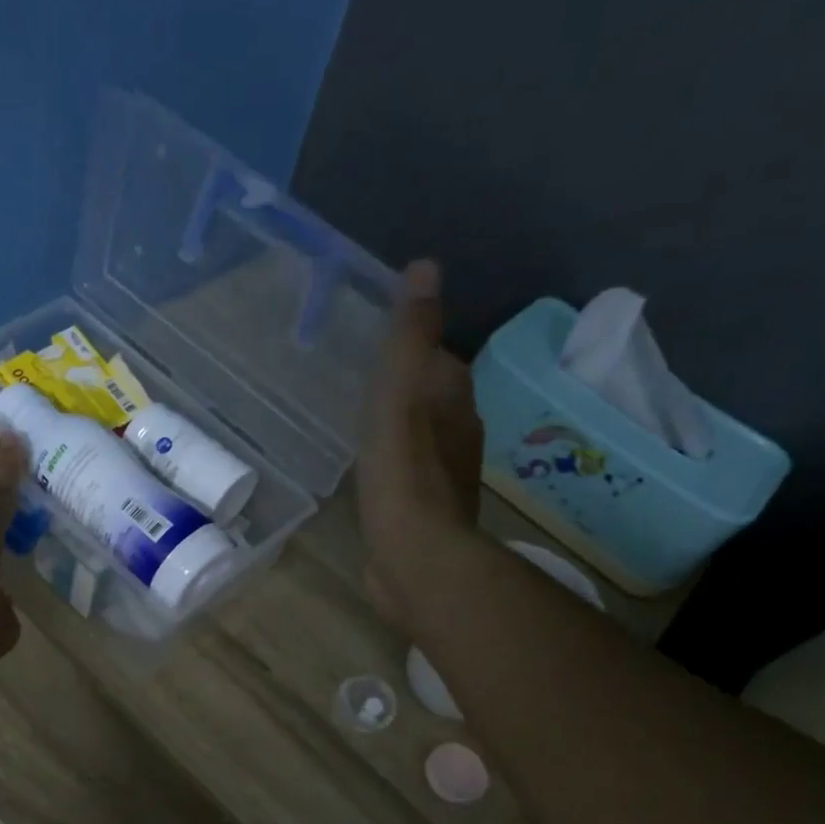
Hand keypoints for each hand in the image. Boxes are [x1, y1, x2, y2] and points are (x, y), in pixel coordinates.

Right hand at [356, 259, 484, 626]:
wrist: (414, 556)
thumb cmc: (403, 471)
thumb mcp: (400, 392)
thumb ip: (411, 336)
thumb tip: (426, 267)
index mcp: (455, 403)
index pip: (441, 362)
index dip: (417, 351)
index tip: (383, 347)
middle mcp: (459, 436)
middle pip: (434, 400)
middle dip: (409, 388)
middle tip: (367, 381)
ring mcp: (442, 479)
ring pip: (422, 439)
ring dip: (401, 428)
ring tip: (365, 423)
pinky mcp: (423, 513)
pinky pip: (406, 475)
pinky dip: (393, 466)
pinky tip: (371, 473)